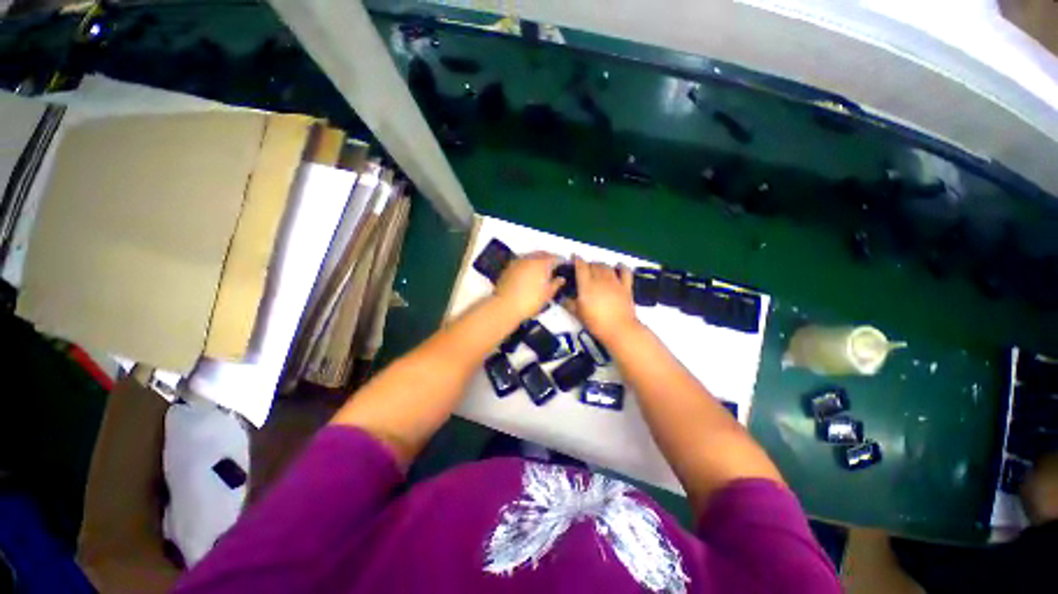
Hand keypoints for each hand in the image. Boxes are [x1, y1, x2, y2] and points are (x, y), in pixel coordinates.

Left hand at [493, 252, 564, 319]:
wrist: (505, 306)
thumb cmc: (530, 301)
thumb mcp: (548, 294)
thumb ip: (556, 284)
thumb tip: (561, 279)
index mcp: (542, 263)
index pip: (555, 257)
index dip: (561, 262)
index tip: (563, 267)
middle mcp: (530, 258)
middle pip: (542, 254)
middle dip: (549, 259)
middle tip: (553, 268)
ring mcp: (517, 262)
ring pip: (531, 256)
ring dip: (537, 260)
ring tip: (541, 271)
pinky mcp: (508, 267)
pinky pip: (521, 262)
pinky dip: (527, 265)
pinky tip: (528, 274)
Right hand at [568, 257, 640, 342]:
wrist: (619, 329)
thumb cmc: (595, 322)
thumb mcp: (577, 314)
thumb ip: (568, 303)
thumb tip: (561, 298)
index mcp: (586, 284)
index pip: (580, 266)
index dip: (576, 259)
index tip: (573, 257)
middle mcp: (600, 279)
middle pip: (593, 265)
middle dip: (588, 264)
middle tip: (584, 269)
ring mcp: (615, 282)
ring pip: (606, 266)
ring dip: (600, 265)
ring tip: (597, 268)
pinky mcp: (626, 287)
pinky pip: (625, 272)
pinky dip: (621, 267)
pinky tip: (619, 266)